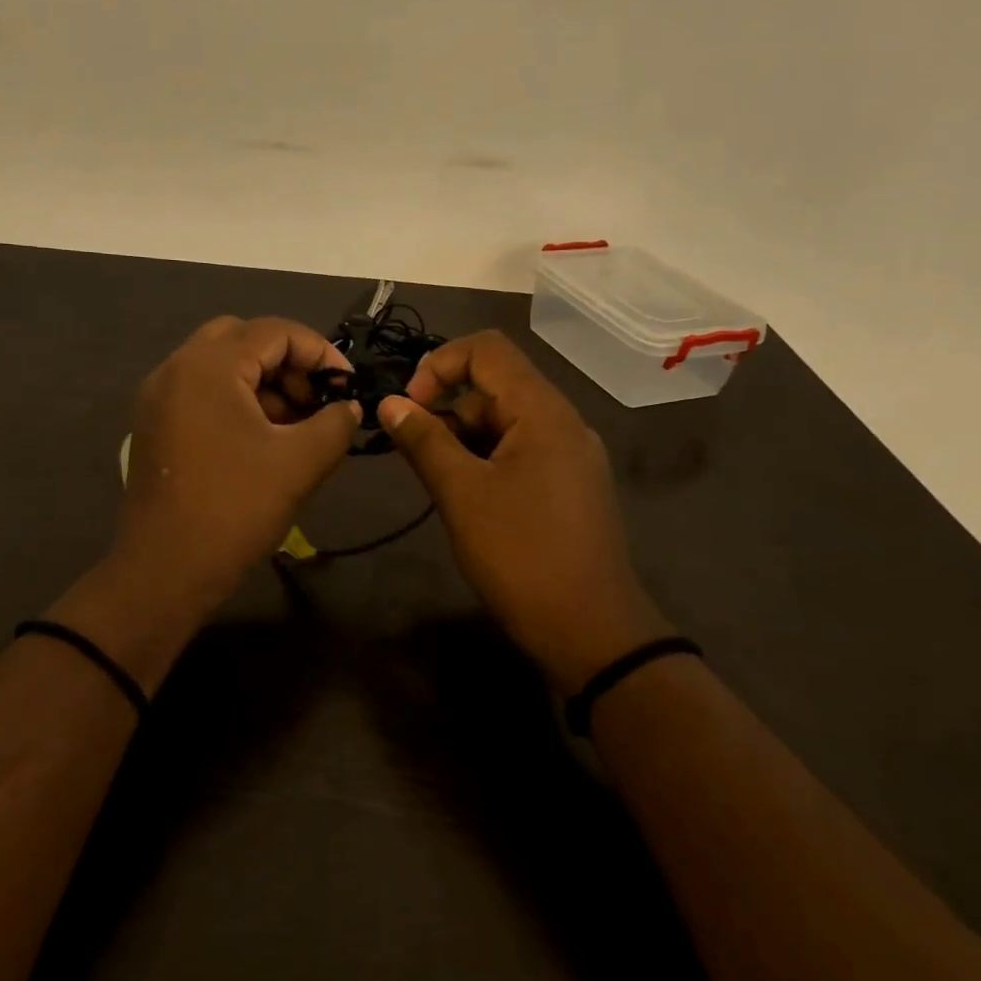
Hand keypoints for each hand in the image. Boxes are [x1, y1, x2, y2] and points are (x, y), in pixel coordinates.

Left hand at [113, 315, 360, 612]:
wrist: (165, 571)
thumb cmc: (235, 508)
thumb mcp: (301, 463)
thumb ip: (335, 423)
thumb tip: (350, 407)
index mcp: (208, 366)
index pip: (274, 331)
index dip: (319, 352)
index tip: (347, 385)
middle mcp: (176, 368)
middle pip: (242, 339)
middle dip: (287, 363)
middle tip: (315, 400)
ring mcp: (158, 398)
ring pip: (220, 366)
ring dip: (262, 382)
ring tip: (295, 425)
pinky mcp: (154, 425)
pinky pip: (201, 392)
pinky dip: (236, 400)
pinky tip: (262, 439)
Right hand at [378, 330, 671, 692]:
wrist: (591, 631)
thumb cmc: (521, 555)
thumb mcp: (461, 495)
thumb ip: (424, 441)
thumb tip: (390, 403)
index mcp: (543, 411)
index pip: (487, 350)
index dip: (439, 365)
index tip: (409, 407)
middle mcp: (564, 422)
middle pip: (496, 386)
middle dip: (449, 409)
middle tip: (417, 454)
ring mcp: (572, 455)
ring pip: (507, 422)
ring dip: (465, 439)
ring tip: (442, 484)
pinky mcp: (571, 485)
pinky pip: (523, 451)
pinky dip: (488, 460)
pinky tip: (470, 499)